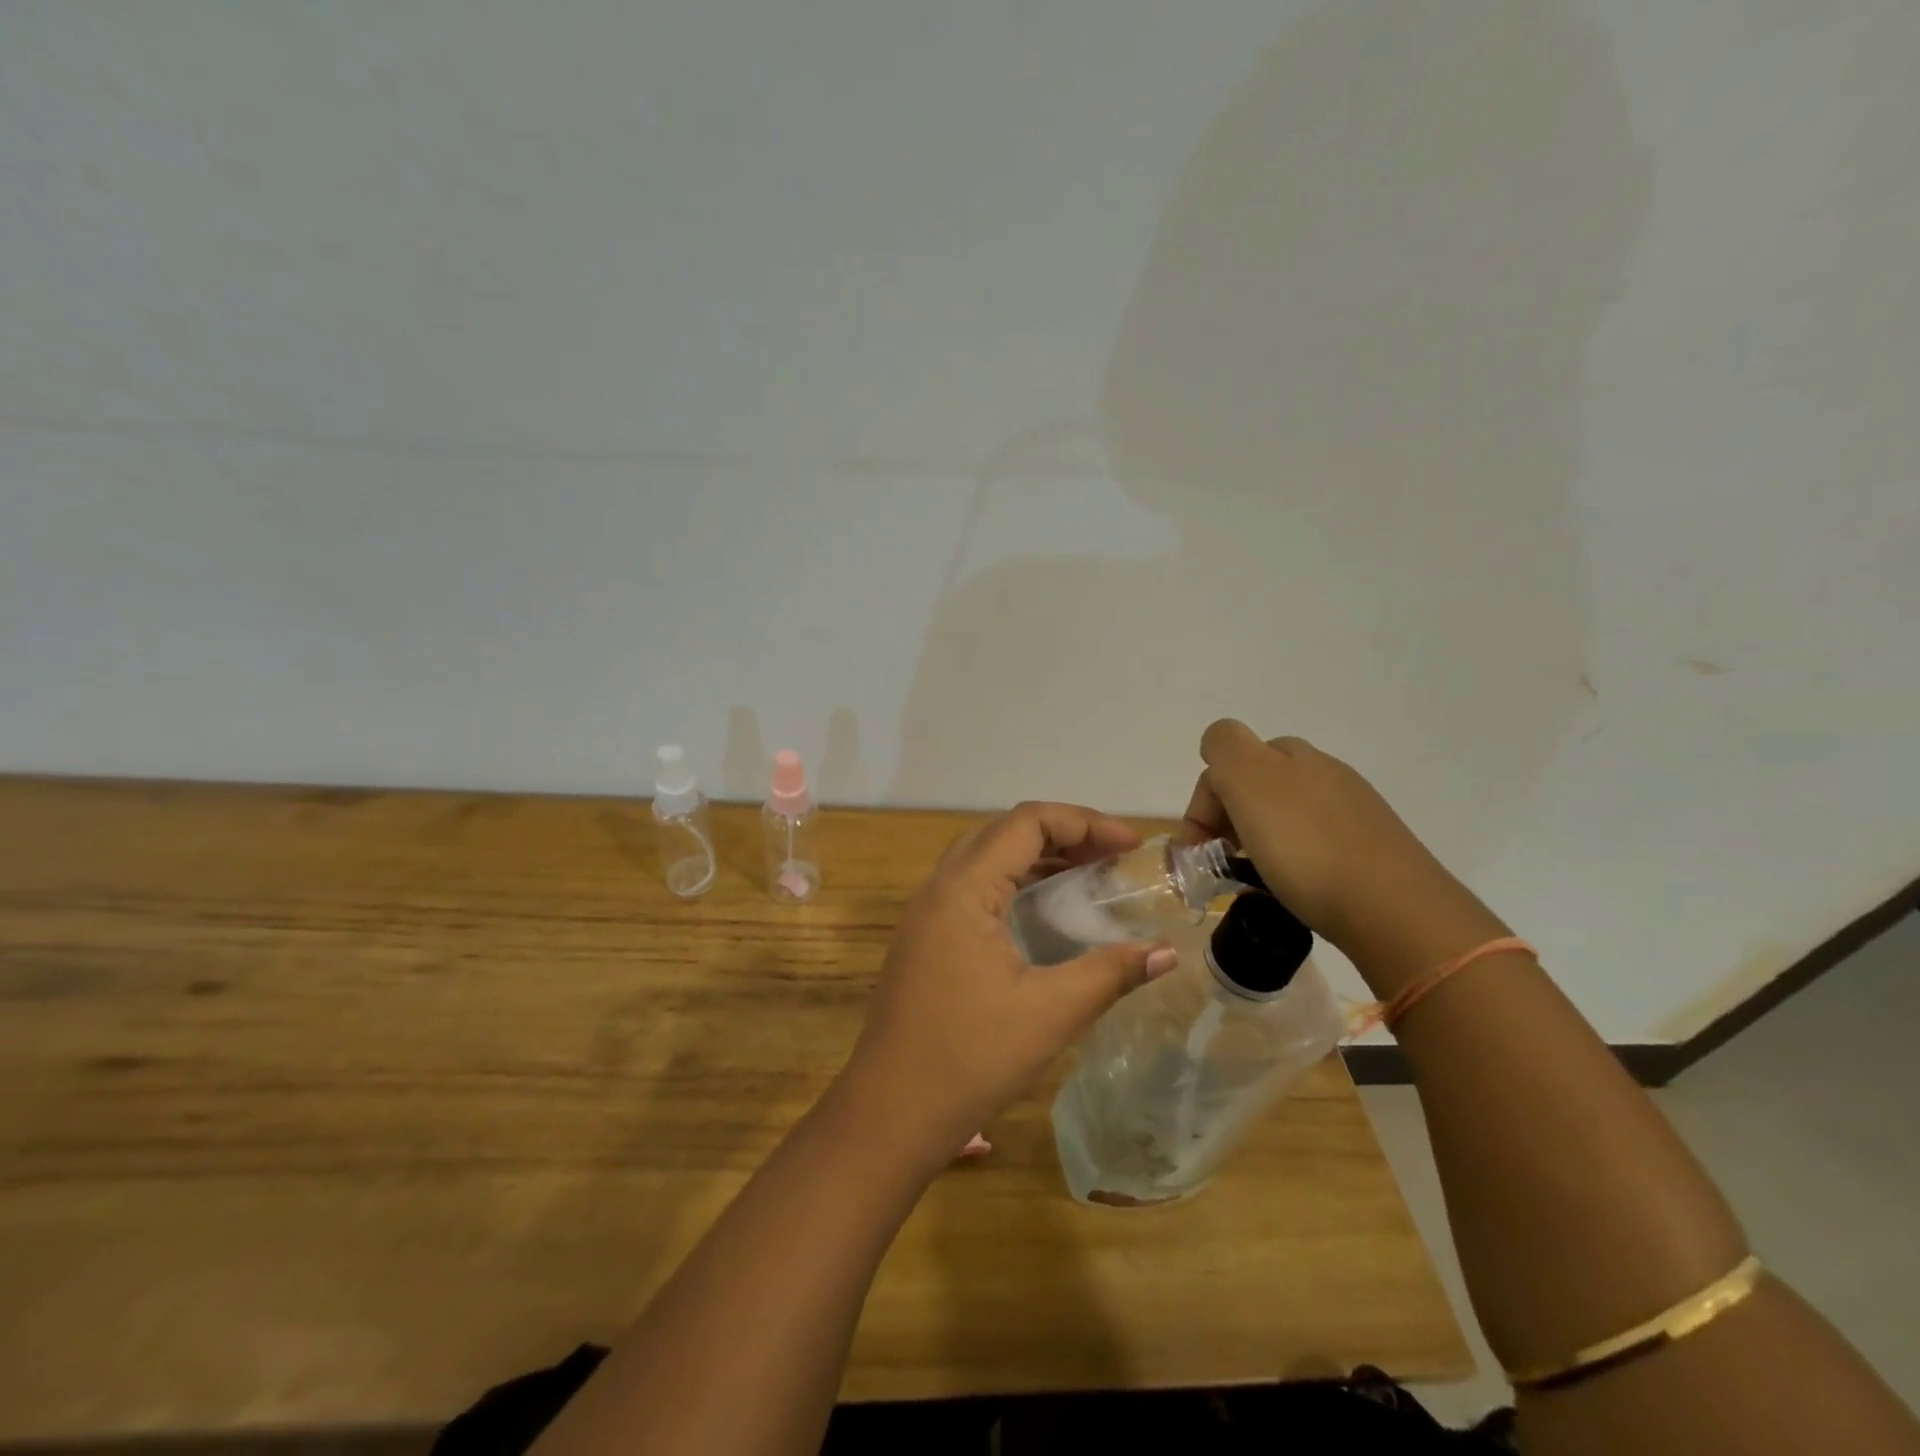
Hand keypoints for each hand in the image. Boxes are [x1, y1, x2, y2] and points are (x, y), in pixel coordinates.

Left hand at [839, 802, 1177, 1165]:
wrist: (890, 1113)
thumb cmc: (970, 1059)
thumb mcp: (1050, 1013)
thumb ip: (1110, 973)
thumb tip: (1166, 952)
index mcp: (963, 889)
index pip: (1026, 823)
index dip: (1083, 822)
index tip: (1130, 846)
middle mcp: (938, 888)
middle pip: (1003, 832)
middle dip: (1062, 834)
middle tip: (1112, 858)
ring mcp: (925, 913)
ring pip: (984, 857)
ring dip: (1036, 857)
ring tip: (1087, 876)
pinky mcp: (924, 938)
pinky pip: (972, 887)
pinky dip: (1013, 882)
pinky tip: (1043, 913)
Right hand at [1183, 720, 1473, 954]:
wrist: (1395, 912)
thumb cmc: (1307, 847)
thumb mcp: (1250, 780)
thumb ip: (1224, 748)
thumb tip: (1218, 753)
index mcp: (1290, 754)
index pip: (1224, 759)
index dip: (1204, 800)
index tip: (1200, 846)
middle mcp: (1323, 772)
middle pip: (1254, 785)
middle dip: (1228, 819)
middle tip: (1222, 863)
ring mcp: (1351, 810)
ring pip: (1283, 815)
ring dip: (1256, 841)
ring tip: (1254, 880)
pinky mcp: (1370, 850)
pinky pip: (1312, 845)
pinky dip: (1290, 862)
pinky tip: (1292, 887)